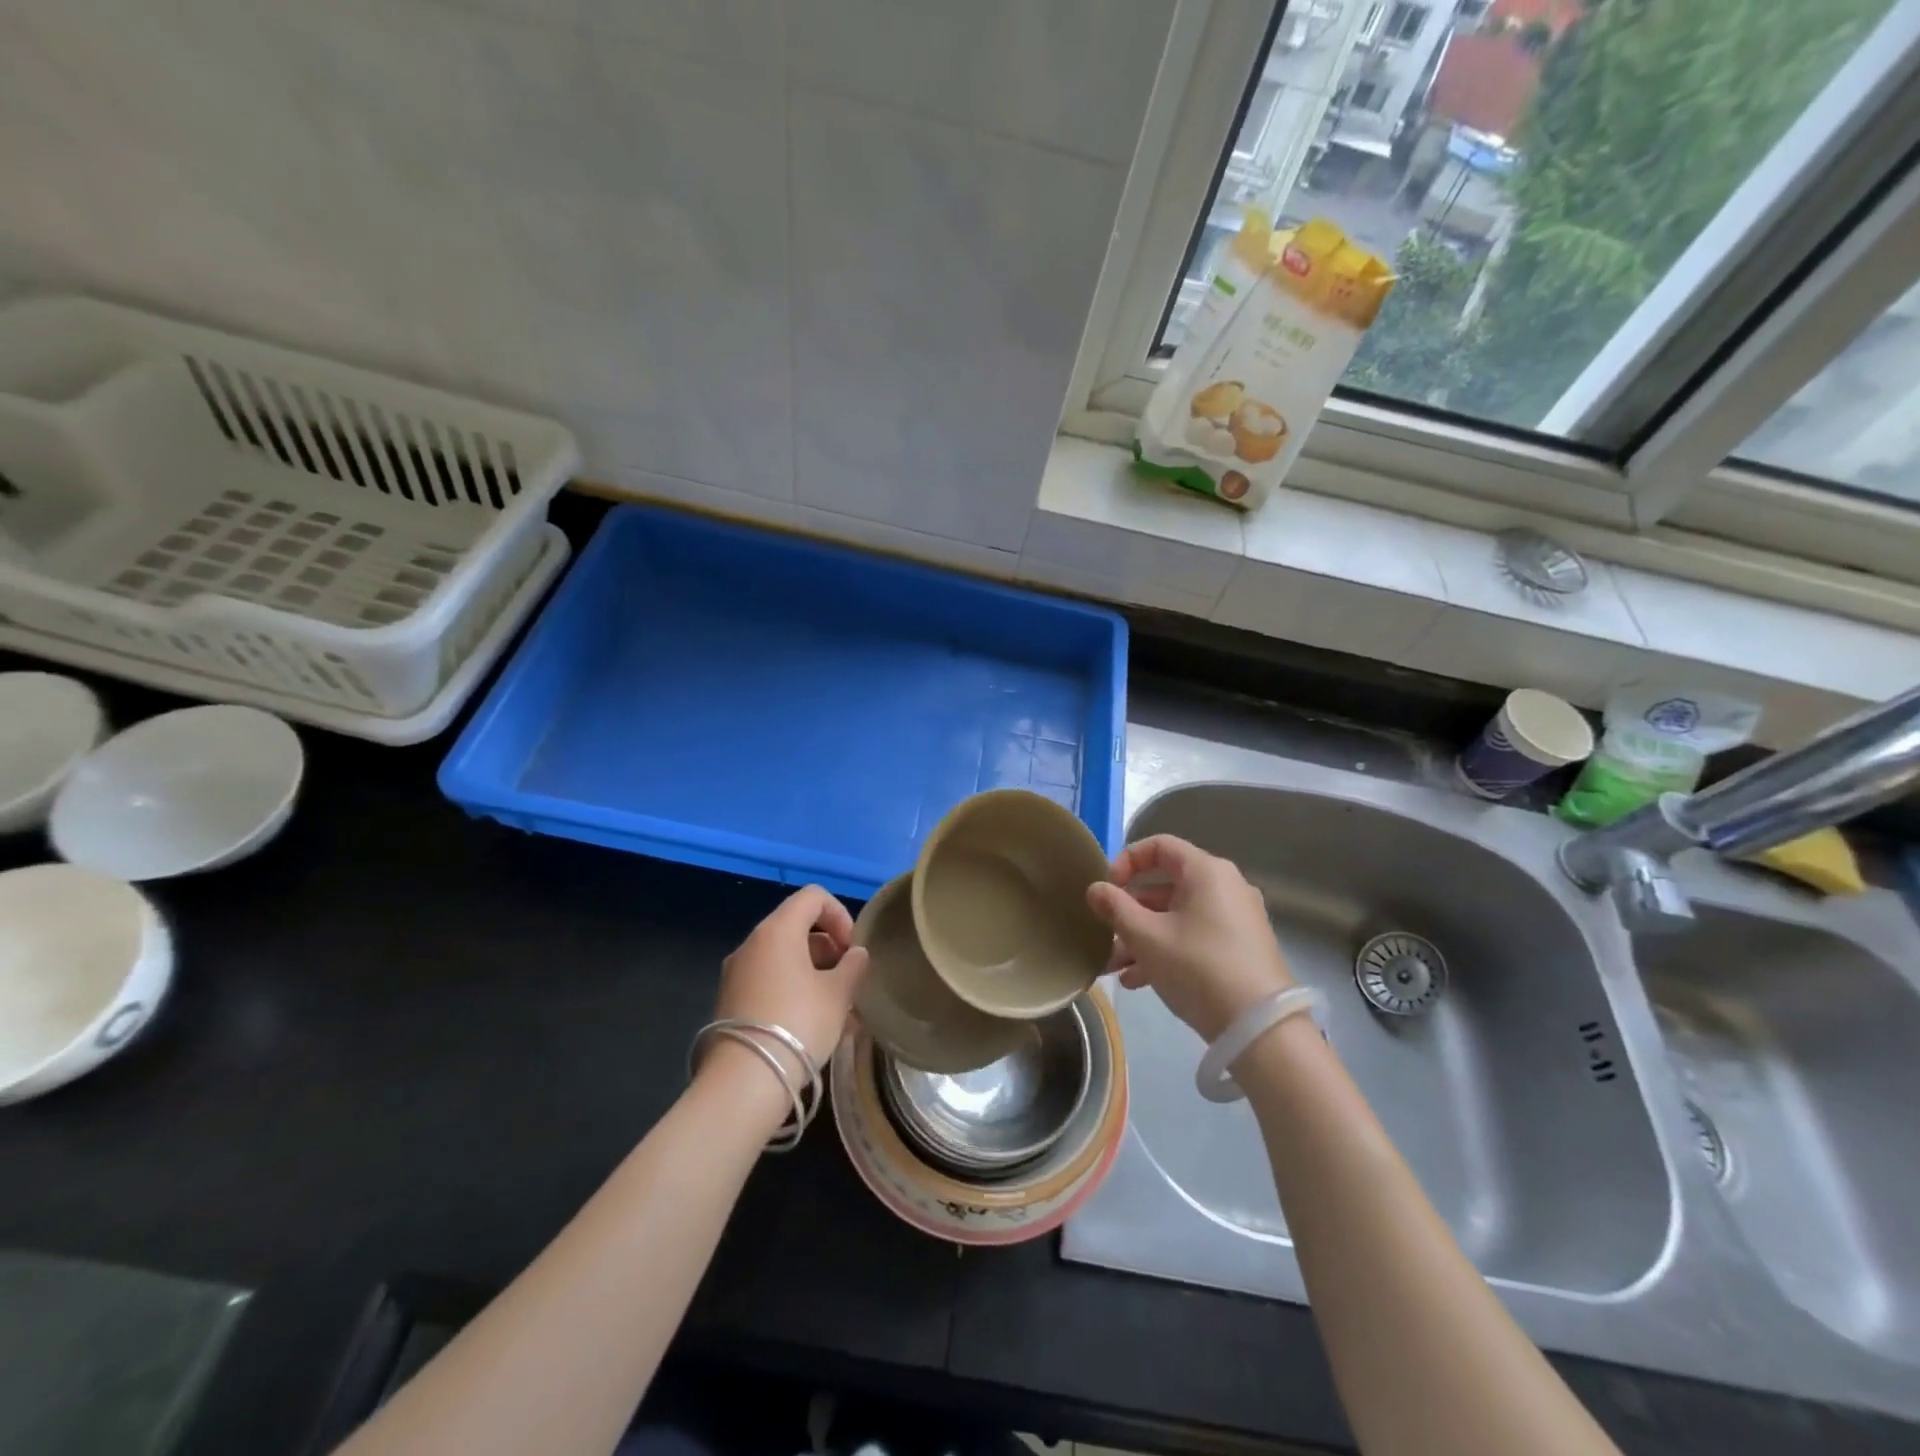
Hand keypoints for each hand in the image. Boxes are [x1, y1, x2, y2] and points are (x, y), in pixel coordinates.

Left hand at [709, 885, 869, 1075]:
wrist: (743, 1082)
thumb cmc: (799, 1024)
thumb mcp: (838, 995)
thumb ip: (852, 967)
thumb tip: (856, 954)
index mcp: (777, 930)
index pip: (813, 897)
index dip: (840, 914)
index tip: (853, 948)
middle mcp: (752, 943)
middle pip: (796, 926)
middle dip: (827, 946)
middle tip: (847, 978)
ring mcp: (736, 972)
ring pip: (782, 956)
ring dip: (811, 970)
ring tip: (833, 1005)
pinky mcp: (729, 1000)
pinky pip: (767, 979)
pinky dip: (791, 987)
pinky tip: (808, 1021)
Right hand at [1086, 835, 1292, 1041]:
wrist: (1261, 1029)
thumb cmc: (1198, 968)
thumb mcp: (1147, 938)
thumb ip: (1116, 908)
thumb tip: (1095, 889)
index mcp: (1206, 871)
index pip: (1159, 846)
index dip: (1127, 861)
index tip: (1107, 889)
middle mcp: (1225, 886)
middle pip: (1166, 886)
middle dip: (1129, 911)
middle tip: (1104, 934)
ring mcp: (1236, 918)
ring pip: (1177, 916)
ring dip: (1142, 936)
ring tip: (1114, 967)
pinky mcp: (1241, 948)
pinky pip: (1195, 935)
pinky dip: (1167, 949)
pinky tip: (1139, 981)